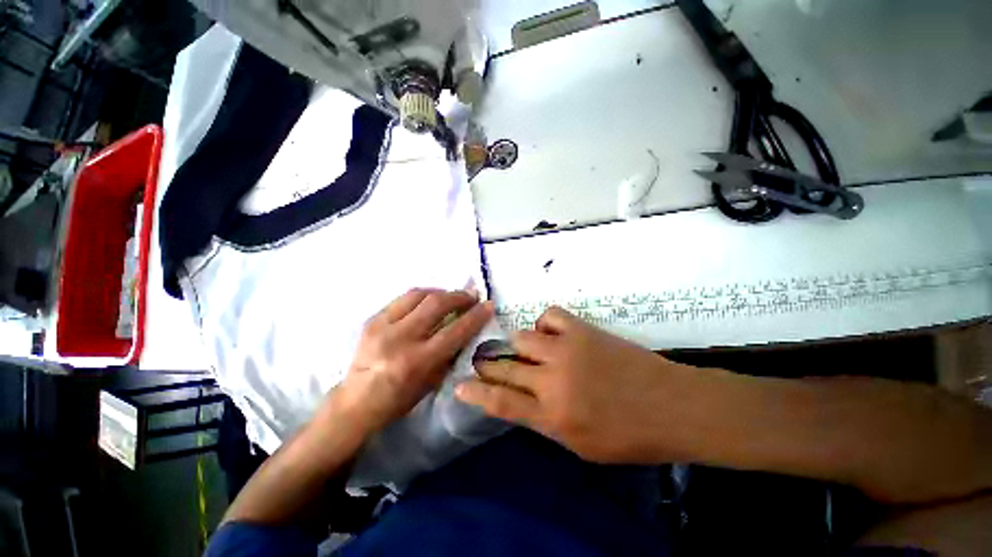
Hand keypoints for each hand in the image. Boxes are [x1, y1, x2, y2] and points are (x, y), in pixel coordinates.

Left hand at [332, 288, 493, 435]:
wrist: (355, 402)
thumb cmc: (398, 400)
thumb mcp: (432, 382)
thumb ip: (450, 353)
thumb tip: (467, 328)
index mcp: (416, 362)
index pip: (454, 331)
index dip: (475, 316)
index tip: (488, 305)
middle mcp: (399, 339)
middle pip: (436, 304)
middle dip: (459, 296)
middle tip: (471, 296)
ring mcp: (382, 326)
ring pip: (419, 294)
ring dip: (441, 292)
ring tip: (451, 297)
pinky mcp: (372, 319)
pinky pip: (403, 298)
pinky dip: (422, 296)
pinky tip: (429, 301)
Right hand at [456, 306, 699, 463]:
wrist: (673, 406)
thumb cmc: (629, 436)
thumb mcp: (581, 446)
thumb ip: (545, 421)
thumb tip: (522, 400)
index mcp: (553, 416)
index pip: (501, 403)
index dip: (476, 393)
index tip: (459, 385)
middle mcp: (553, 380)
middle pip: (506, 366)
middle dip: (489, 364)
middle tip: (485, 362)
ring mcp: (567, 350)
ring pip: (522, 338)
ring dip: (519, 346)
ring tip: (530, 352)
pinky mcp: (582, 330)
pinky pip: (548, 317)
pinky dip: (544, 325)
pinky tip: (551, 335)